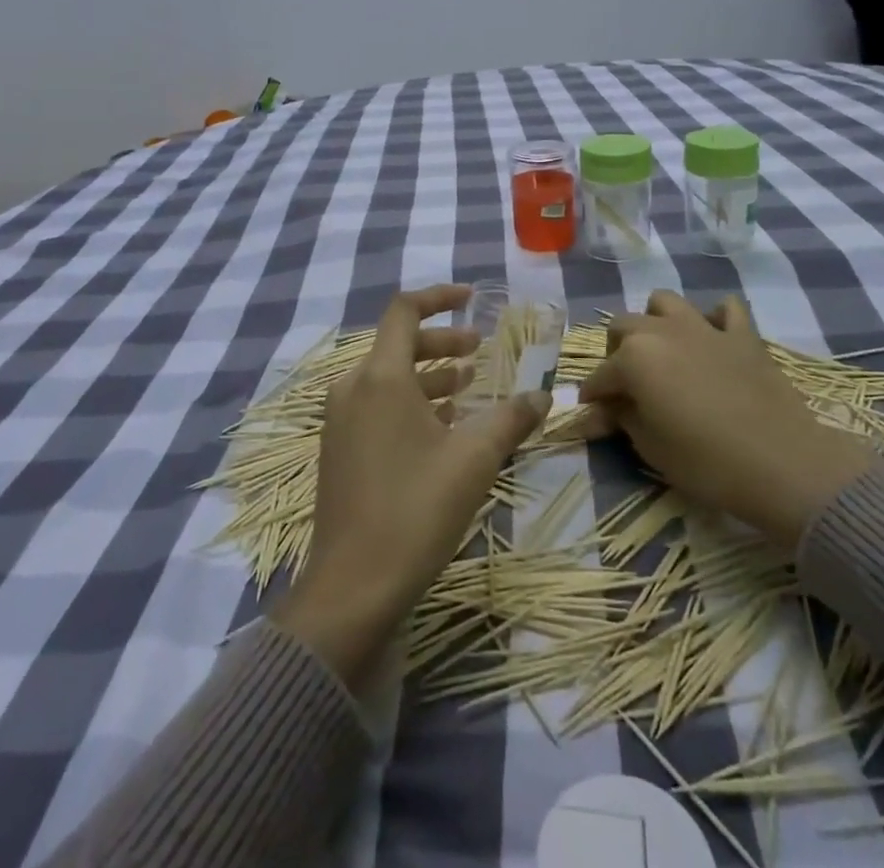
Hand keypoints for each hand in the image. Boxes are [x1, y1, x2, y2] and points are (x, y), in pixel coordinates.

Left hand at [272, 285, 549, 686]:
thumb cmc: (416, 509)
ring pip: (388, 379)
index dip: (439, 298)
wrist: (353, 586)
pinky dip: (410, 404)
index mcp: (380, 377)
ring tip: (467, 388)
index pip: (404, 312)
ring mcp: (341, 421)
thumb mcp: (474, 459)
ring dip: (429, 376)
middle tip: (479, 352)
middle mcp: (353, 389)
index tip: (470, 298)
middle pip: (398, 345)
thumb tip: (544, 395)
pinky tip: (441, 428)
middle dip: (442, 342)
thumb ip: (511, 419)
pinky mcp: (339, 450)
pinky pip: (377, 407)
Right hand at [580, 291, 872, 549]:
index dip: (593, 397)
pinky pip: (726, 309)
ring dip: (656, 322)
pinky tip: (714, 340)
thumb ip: (620, 419)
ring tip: (663, 351)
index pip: (600, 376)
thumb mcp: (651, 447)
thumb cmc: (706, 461)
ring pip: (665, 303)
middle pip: (624, 327)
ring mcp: (704, 327)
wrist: (782, 463)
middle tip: (627, 384)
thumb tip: (596, 413)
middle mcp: (661, 331)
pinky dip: (716, 319)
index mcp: (633, 357)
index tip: (593, 414)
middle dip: (617, 352)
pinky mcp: (742, 334)